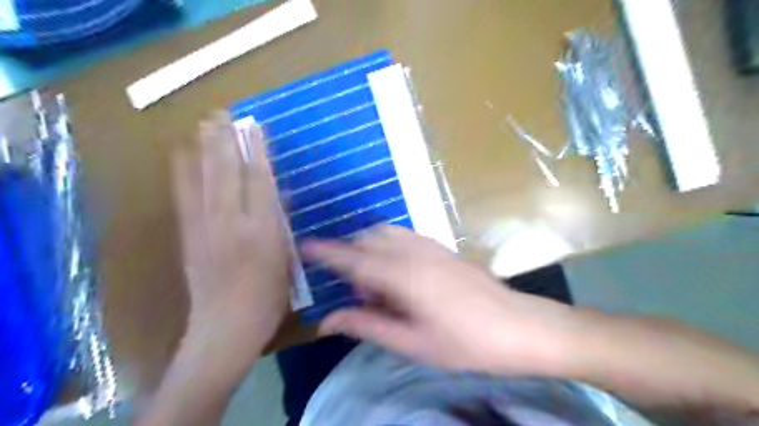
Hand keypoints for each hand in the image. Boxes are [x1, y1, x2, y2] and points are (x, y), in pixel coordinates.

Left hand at [174, 112, 291, 357]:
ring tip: (203, 124)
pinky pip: (183, 198)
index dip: (256, 151)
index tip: (254, 127)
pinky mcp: (188, 237)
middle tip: (222, 113)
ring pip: (203, 180)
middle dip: (225, 140)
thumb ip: (280, 223)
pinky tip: (180, 156)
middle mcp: (232, 223)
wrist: (225, 328)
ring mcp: (205, 228)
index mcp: (262, 230)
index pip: (259, 180)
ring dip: (204, 149)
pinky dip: (181, 173)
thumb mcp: (285, 259)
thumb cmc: (267, 298)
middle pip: (227, 173)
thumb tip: (277, 194)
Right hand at [299, 227, 578, 375]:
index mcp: (401, 275)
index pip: (352, 258)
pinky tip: (400, 273)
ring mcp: (430, 245)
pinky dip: (389, 246)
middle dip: (351, 255)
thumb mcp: (411, 343)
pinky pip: (404, 235)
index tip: (304, 246)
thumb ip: (367, 326)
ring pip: (386, 232)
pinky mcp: (442, 247)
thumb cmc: (465, 343)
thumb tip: (328, 321)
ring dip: (371, 248)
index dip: (326, 252)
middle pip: (367, 238)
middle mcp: (412, 251)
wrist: (519, 327)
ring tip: (379, 284)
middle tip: (359, 293)